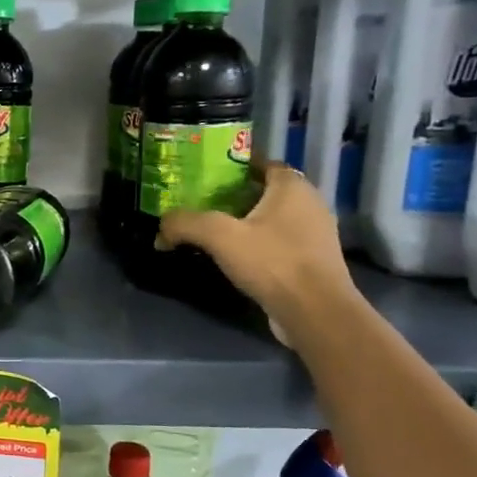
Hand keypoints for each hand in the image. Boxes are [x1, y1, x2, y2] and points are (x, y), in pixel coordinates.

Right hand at [158, 163, 357, 346]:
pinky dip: (259, 244)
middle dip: (236, 196)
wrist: (315, 313)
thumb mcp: (219, 237)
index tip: (206, 177)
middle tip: (203, 204)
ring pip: (274, 218)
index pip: (262, 163)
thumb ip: (186, 224)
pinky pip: (280, 242)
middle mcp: (310, 203)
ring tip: (215, 232)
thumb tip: (160, 230)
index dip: (234, 167)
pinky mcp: (313, 261)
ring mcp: (315, 234)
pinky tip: (236, 257)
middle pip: (266, 191)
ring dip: (247, 222)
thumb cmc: (272, 262)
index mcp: (292, 186)